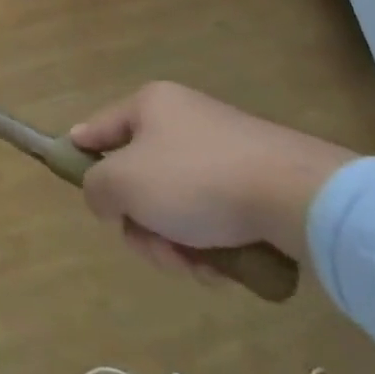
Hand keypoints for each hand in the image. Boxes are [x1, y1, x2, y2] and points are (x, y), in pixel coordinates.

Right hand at [70, 82, 355, 278]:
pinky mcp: (258, 182)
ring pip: (178, 204)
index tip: (75, 175)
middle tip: (157, 251)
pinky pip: (215, 215)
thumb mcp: (125, 183)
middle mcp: (185, 119)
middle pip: (141, 177)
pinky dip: (212, 245)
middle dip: (144, 224)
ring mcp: (224, 150)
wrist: (300, 198)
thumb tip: (105, 197)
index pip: (99, 127)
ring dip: (178, 243)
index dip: (80, 150)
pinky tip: (224, 269)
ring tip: (199, 269)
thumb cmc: (196, 180)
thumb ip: (96, 187)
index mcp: (150, 104)